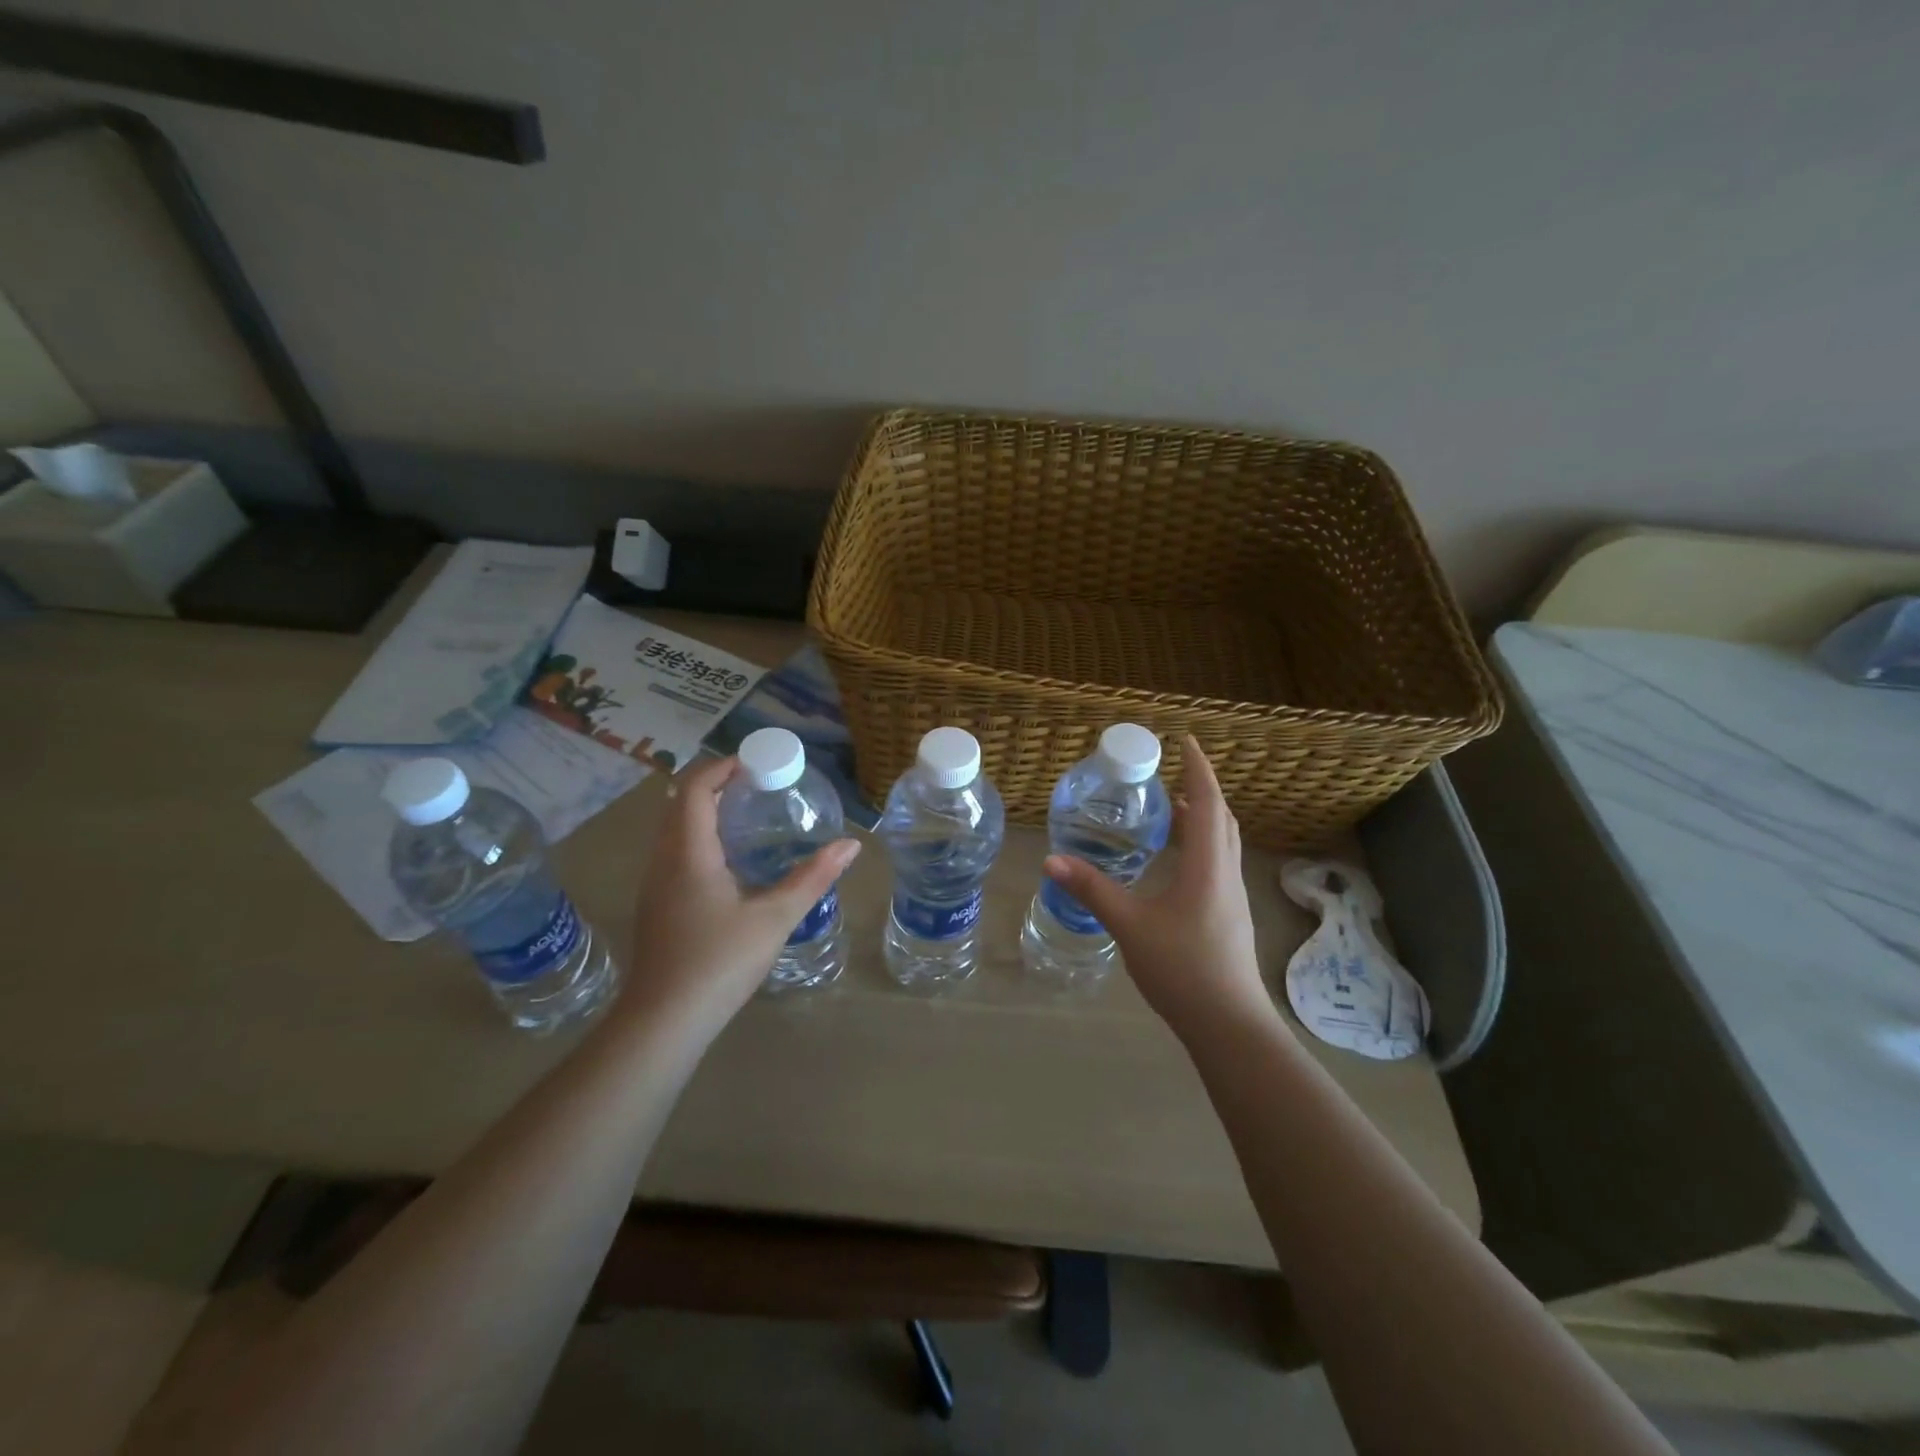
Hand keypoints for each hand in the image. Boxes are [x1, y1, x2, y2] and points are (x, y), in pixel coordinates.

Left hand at [623, 754, 859, 1031]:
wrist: (663, 1021)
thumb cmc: (719, 962)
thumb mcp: (774, 918)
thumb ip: (812, 878)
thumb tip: (851, 844)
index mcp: (689, 853)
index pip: (695, 789)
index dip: (721, 767)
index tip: (757, 762)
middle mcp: (664, 860)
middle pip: (680, 803)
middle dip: (716, 784)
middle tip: (758, 784)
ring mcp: (654, 885)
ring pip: (673, 829)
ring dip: (704, 810)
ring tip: (747, 813)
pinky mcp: (656, 906)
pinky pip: (673, 852)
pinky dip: (698, 836)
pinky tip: (728, 860)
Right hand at [1041, 736, 1272, 1039]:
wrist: (1229, 1024)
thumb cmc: (1182, 968)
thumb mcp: (1130, 925)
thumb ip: (1092, 889)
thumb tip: (1052, 859)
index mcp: (1207, 866)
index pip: (1207, 803)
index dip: (1199, 769)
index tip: (1184, 741)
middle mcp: (1226, 873)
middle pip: (1221, 818)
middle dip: (1201, 788)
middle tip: (1173, 771)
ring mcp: (1232, 896)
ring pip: (1223, 841)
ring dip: (1203, 816)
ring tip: (1173, 806)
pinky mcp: (1229, 915)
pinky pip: (1219, 862)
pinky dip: (1202, 843)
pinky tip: (1177, 859)